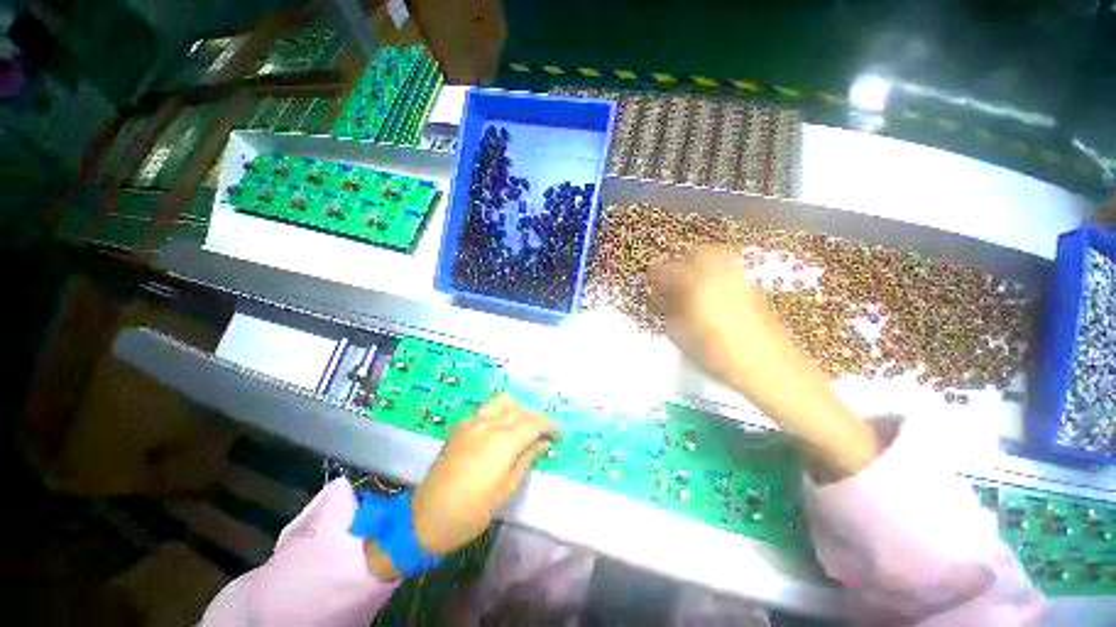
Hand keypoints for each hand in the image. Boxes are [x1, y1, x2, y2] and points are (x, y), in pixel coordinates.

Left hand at [366, 395, 555, 579]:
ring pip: (502, 402)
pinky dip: (499, 413)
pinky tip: (499, 430)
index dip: (548, 425)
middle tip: (542, 434)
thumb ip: (527, 459)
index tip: (557, 433)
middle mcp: (488, 424)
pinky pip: (486, 410)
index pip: (533, 422)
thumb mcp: (506, 489)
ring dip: (517, 410)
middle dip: (535, 418)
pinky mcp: (460, 427)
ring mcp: (472, 422)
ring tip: (521, 427)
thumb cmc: (472, 511)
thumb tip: (544, 443)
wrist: (426, 518)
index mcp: (502, 441)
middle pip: (520, 410)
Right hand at [648, 245, 878, 478]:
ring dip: (699, 261)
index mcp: (694, 286)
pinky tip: (712, 287)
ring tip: (691, 279)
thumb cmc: (718, 356)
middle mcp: (717, 274)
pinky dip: (716, 269)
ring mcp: (738, 277)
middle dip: (679, 261)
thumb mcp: (682, 337)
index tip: (649, 280)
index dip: (654, 273)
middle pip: (695, 252)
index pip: (666, 270)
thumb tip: (665, 298)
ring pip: (715, 254)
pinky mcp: (751, 286)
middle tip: (671, 278)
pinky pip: (729, 266)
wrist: (769, 367)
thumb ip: (670, 312)